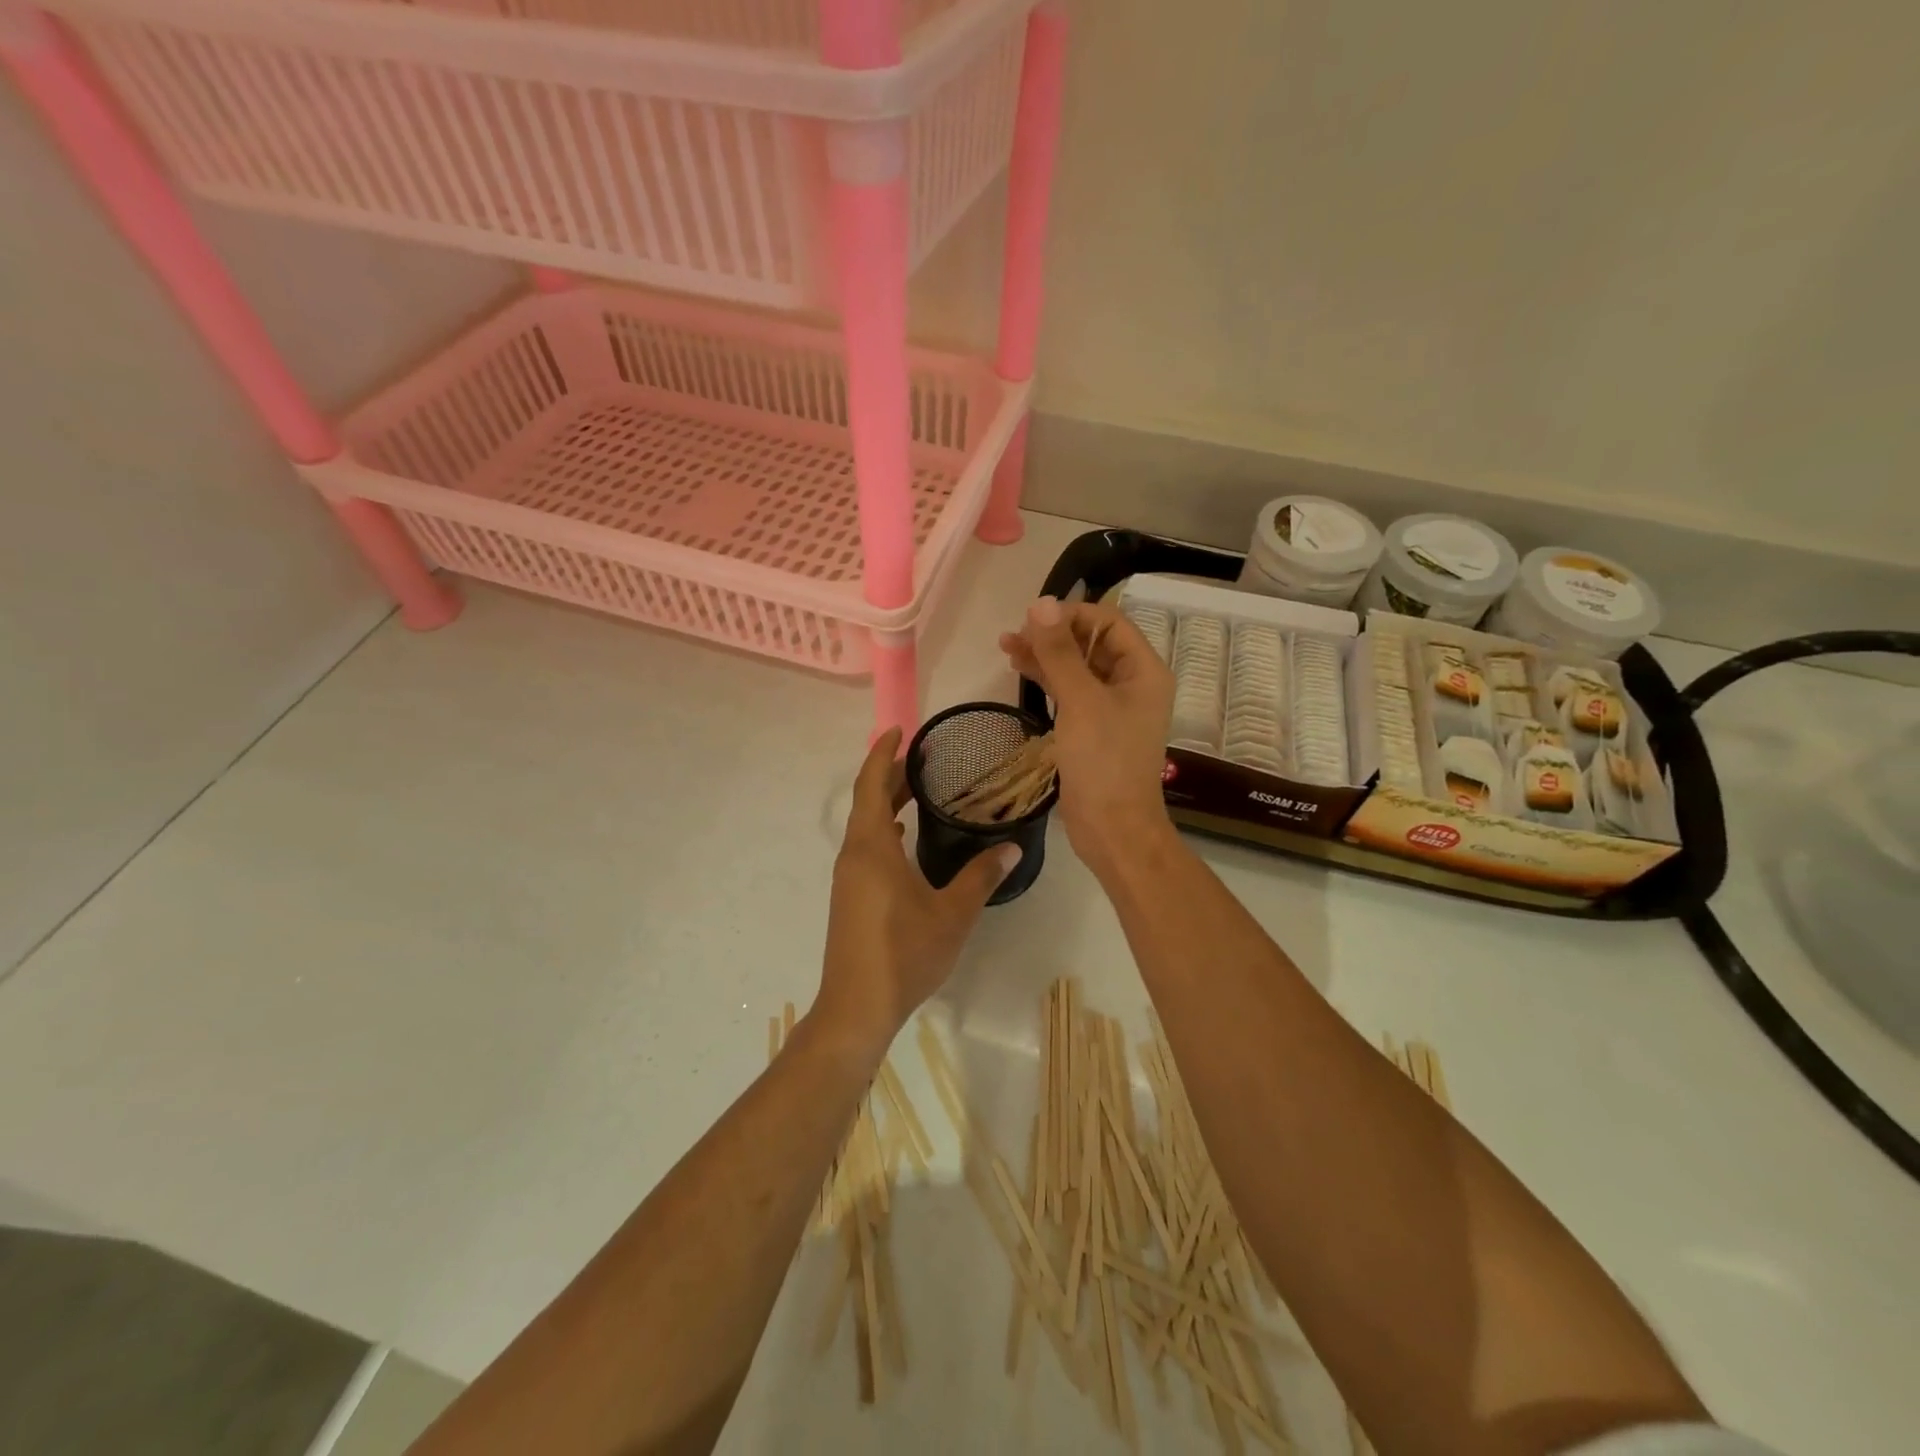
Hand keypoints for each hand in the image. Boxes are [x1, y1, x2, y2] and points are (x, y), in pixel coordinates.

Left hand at [813, 728, 1018, 1059]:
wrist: (857, 1007)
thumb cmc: (904, 953)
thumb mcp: (952, 914)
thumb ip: (981, 876)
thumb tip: (1011, 846)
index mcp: (872, 848)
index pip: (871, 786)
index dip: (883, 754)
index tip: (899, 731)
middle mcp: (854, 855)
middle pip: (866, 802)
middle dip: (890, 775)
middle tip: (922, 757)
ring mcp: (849, 877)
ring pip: (865, 826)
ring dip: (886, 803)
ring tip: (918, 790)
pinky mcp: (851, 897)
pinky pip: (866, 847)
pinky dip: (884, 829)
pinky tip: (904, 838)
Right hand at [1000, 597, 1175, 873]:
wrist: (1114, 828)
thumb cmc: (1104, 762)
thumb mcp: (1081, 702)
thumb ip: (1061, 652)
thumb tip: (1042, 604)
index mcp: (1144, 670)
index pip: (1109, 622)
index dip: (1072, 615)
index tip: (1034, 620)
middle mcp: (1132, 683)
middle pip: (1091, 642)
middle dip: (1054, 634)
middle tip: (1015, 635)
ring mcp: (1112, 707)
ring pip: (1077, 667)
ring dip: (1046, 655)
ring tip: (1007, 646)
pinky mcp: (1092, 728)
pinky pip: (1070, 692)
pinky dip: (1047, 679)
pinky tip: (1020, 669)